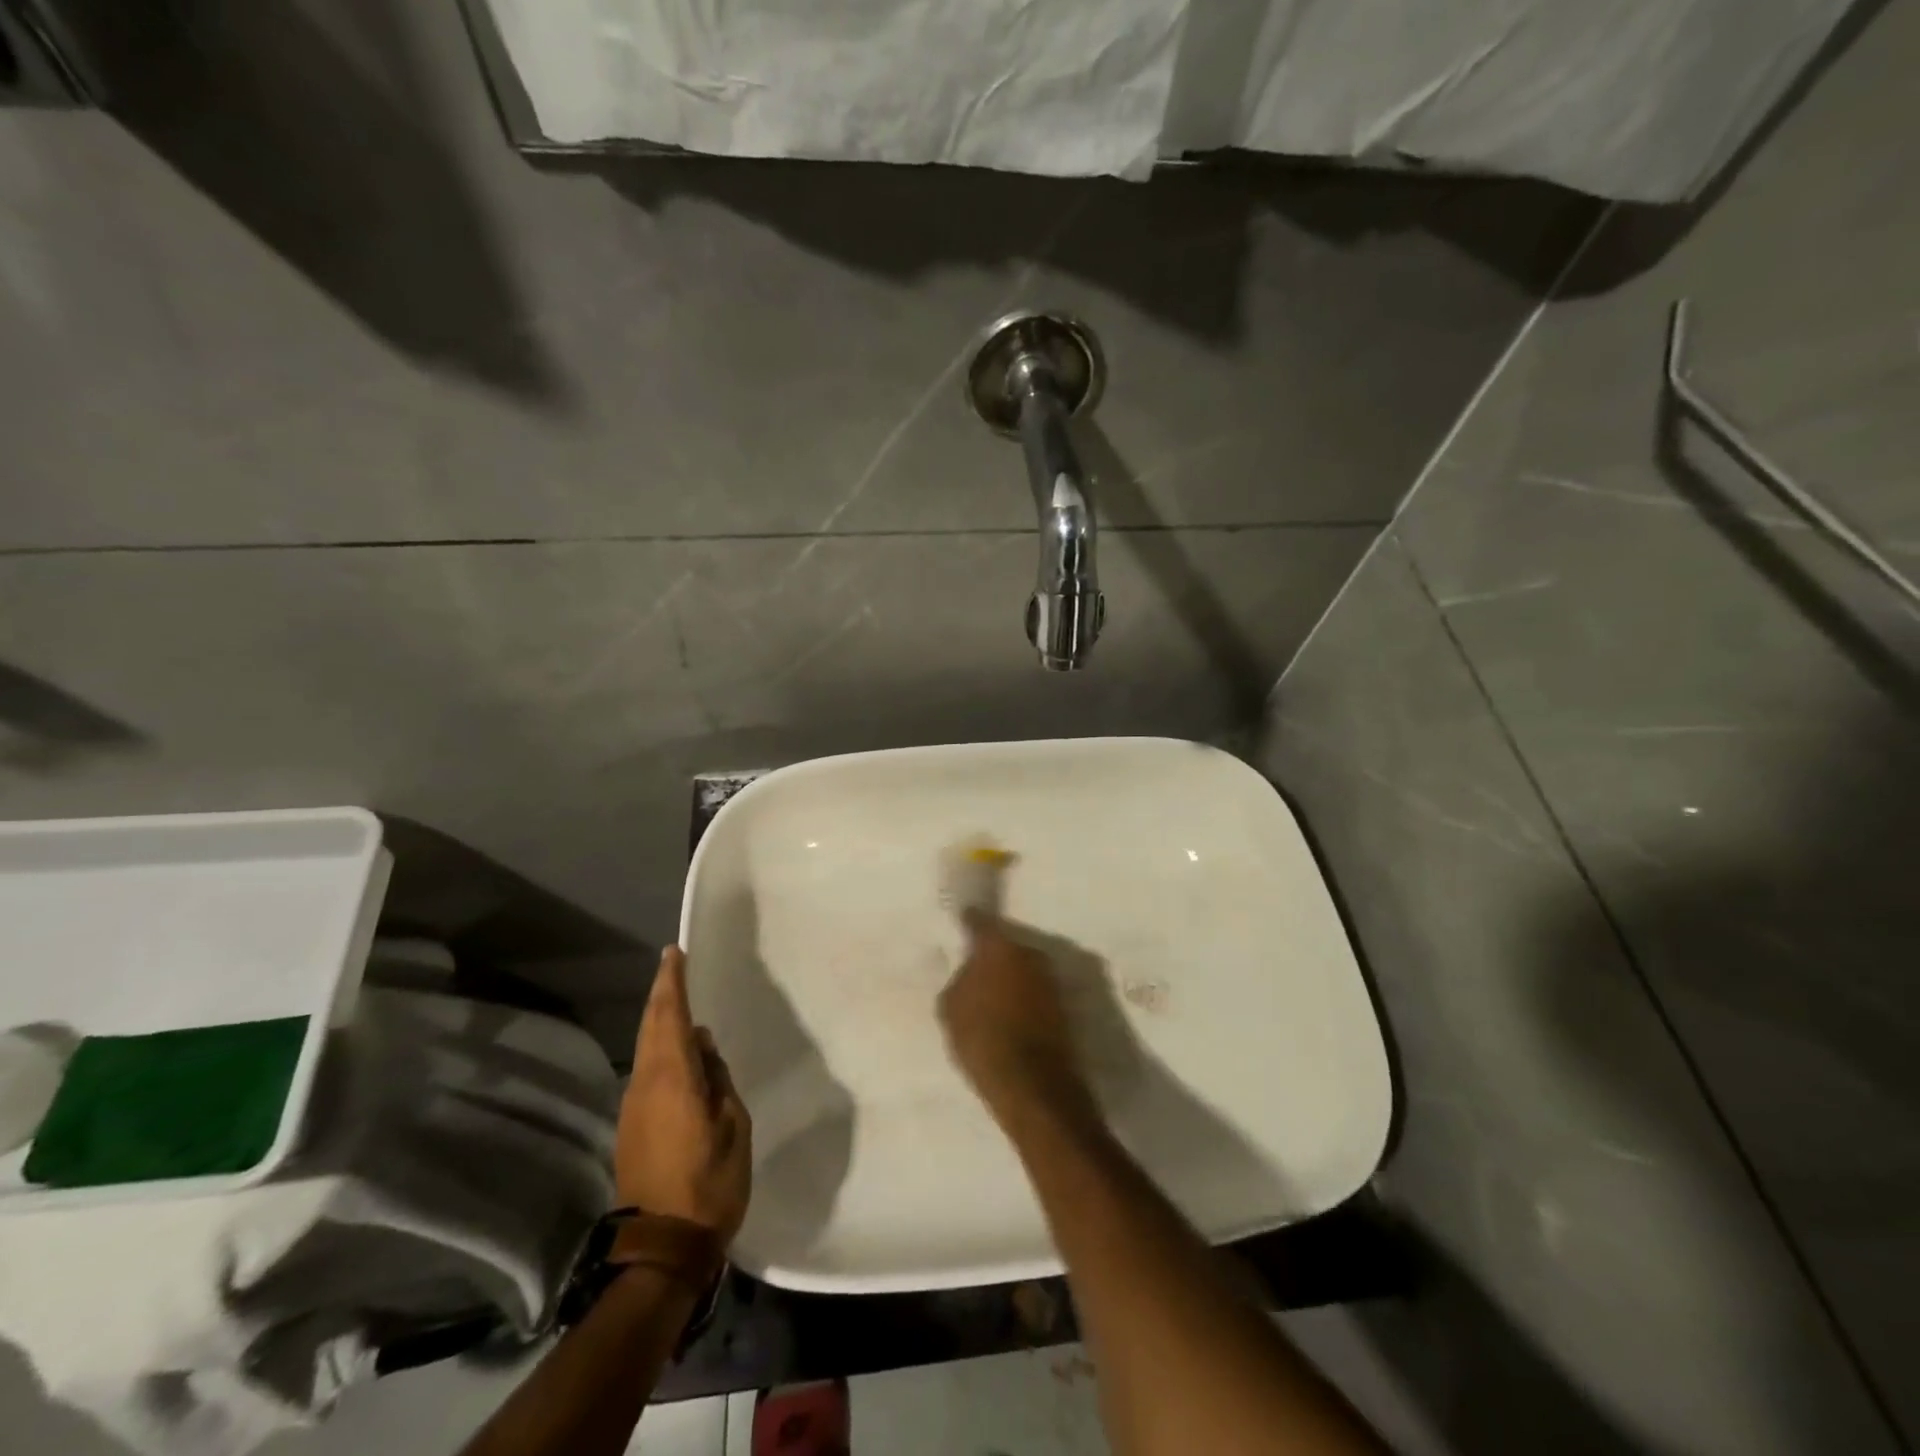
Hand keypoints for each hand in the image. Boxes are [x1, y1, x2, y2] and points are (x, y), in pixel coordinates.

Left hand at [617, 947, 751, 1243]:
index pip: (670, 1016)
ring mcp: (633, 1106)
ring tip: (680, 1002)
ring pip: (646, 1048)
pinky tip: (678, 1052)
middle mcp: (645, 1084)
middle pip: (650, 1026)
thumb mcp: (733, 1125)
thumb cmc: (710, 1182)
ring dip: (660, 1021)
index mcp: (673, 1078)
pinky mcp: (631, 1126)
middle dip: (661, 993)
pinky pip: (647, 1071)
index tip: (674, 953)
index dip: (672, 982)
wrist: (661, 1247)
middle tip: (673, 965)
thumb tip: (702, 1047)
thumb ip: (718, 1079)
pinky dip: (659, 1048)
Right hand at [939, 912, 1094, 1122]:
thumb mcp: (951, 1009)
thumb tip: (971, 973)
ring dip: (1011, 977)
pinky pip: (1035, 992)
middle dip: (993, 955)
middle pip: (1007, 945)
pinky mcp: (1064, 1006)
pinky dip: (1024, 998)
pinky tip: (1011, 1013)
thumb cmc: (983, 1039)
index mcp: (999, 947)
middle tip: (976, 968)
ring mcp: (1051, 979)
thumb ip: (961, 980)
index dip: (970, 921)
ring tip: (993, 996)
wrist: (1034, 1086)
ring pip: (1024, 968)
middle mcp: (1030, 953)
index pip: (980, 922)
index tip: (963, 919)